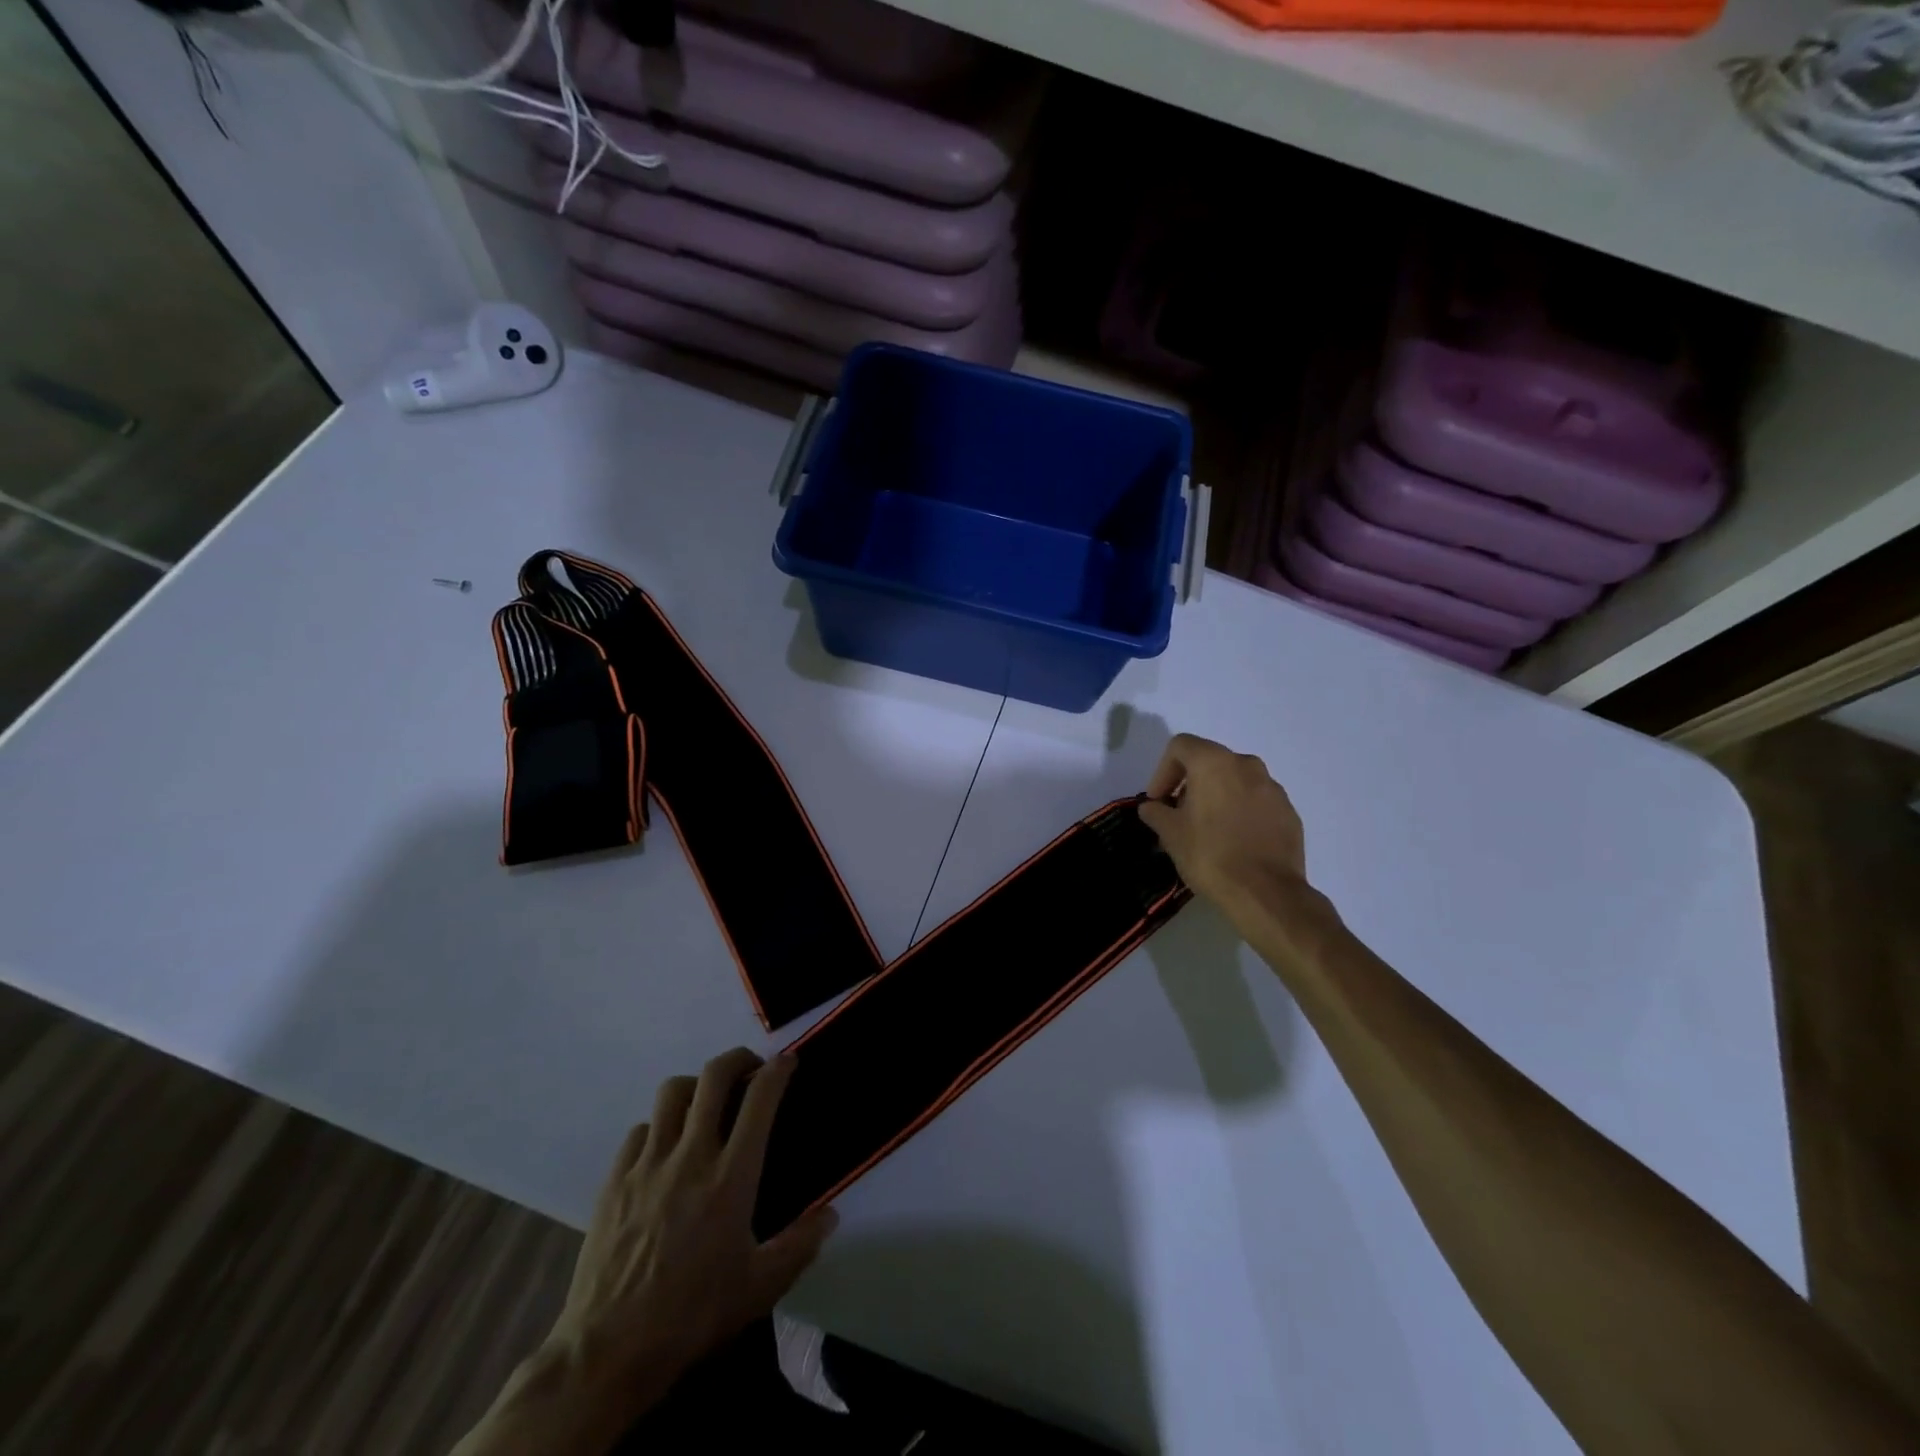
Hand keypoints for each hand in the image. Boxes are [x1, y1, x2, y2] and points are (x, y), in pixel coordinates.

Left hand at [548, 1048, 837, 1405]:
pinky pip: (640, 1130)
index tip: (788, 1062)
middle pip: (714, 1076)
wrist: (607, 1353)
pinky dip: (658, 1127)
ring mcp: (648, 1164)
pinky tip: (664, 1150)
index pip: (760, 1099)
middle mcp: (691, 1156)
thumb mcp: (760, 1289)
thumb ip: (800, 1245)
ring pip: (672, 1092)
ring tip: (706, 1104)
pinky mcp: (614, 1180)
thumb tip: (831, 1214)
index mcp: (731, 1178)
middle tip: (750, 1069)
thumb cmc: (692, 1316)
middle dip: (738, 1059)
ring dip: (696, 1087)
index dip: (778, 1070)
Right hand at [1137, 733, 1309, 916]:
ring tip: (1207, 830)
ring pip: (1236, 781)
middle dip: (1190, 784)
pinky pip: (1257, 802)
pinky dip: (1241, 812)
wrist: (1266, 892)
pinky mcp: (1289, 812)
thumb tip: (1151, 807)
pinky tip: (1234, 841)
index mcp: (1214, 763)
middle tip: (1179, 815)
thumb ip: (1156, 812)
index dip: (1162, 771)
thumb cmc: (1210, 855)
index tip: (1158, 801)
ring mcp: (1273, 788)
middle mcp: (1247, 765)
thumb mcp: (1171, 834)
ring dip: (1217, 797)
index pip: (1180, 746)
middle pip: (1209, 761)